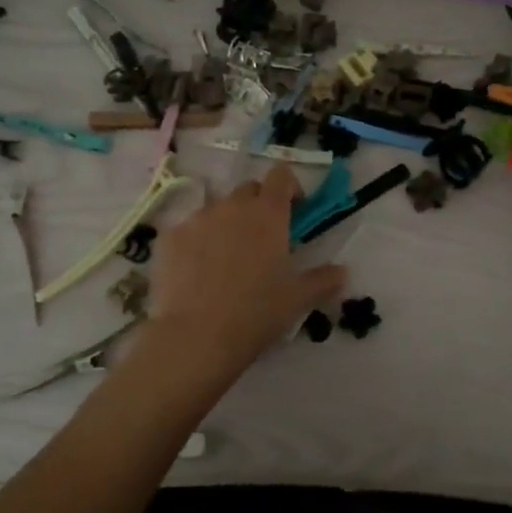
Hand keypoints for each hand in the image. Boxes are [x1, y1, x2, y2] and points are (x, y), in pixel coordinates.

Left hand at [141, 164, 346, 383]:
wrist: (196, 337)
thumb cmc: (256, 313)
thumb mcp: (298, 299)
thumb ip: (323, 280)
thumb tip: (343, 272)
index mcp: (268, 214)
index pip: (281, 176)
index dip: (290, 187)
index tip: (295, 211)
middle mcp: (231, 207)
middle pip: (248, 190)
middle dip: (258, 205)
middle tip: (263, 239)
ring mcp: (196, 219)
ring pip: (216, 209)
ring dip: (226, 223)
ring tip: (226, 259)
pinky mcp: (168, 238)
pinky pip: (188, 229)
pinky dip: (197, 242)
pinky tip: (197, 272)